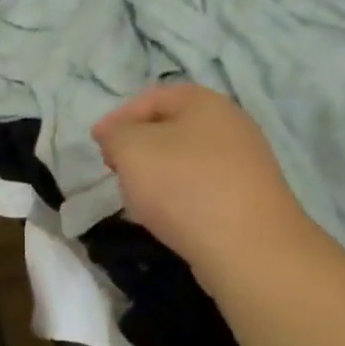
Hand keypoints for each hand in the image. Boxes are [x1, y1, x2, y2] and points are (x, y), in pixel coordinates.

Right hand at [92, 84, 309, 288]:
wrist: (247, 247)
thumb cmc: (184, 186)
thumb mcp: (132, 149)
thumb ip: (115, 134)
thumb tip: (114, 135)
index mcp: (205, 102)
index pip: (153, 97)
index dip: (119, 117)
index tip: (96, 144)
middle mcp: (231, 126)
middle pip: (172, 129)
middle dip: (138, 147)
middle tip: (115, 170)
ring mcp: (244, 164)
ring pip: (186, 161)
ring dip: (157, 175)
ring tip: (136, 200)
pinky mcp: (247, 199)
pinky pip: (202, 190)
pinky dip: (178, 198)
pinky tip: (166, 220)